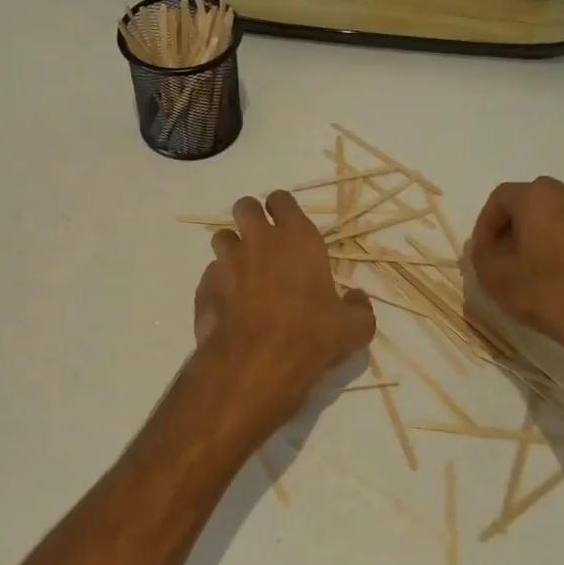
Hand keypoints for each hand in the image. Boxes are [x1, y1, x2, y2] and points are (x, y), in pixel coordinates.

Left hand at [192, 192, 376, 435]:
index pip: (282, 200)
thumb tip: (357, 298)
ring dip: (232, 249)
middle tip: (262, 242)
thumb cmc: (311, 336)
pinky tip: (230, 306)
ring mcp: (227, 262)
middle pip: (245, 207)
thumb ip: (358, 307)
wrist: (256, 364)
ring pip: (222, 238)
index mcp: (297, 239)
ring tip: (244, 274)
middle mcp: (259, 241)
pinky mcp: (205, 286)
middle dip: (251, 218)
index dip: (282, 209)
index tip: (287, 224)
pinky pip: (210, 274)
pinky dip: (219, 284)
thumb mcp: (354, 327)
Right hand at [469, 177, 563, 389]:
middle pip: (534, 204)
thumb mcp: (494, 276)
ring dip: (543, 240)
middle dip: (514, 228)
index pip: (501, 197)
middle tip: (505, 257)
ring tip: (534, 273)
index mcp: (540, 198)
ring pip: (562, 221)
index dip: (484, 224)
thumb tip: (488, 247)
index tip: (482, 252)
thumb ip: (481, 254)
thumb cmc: (546, 293)